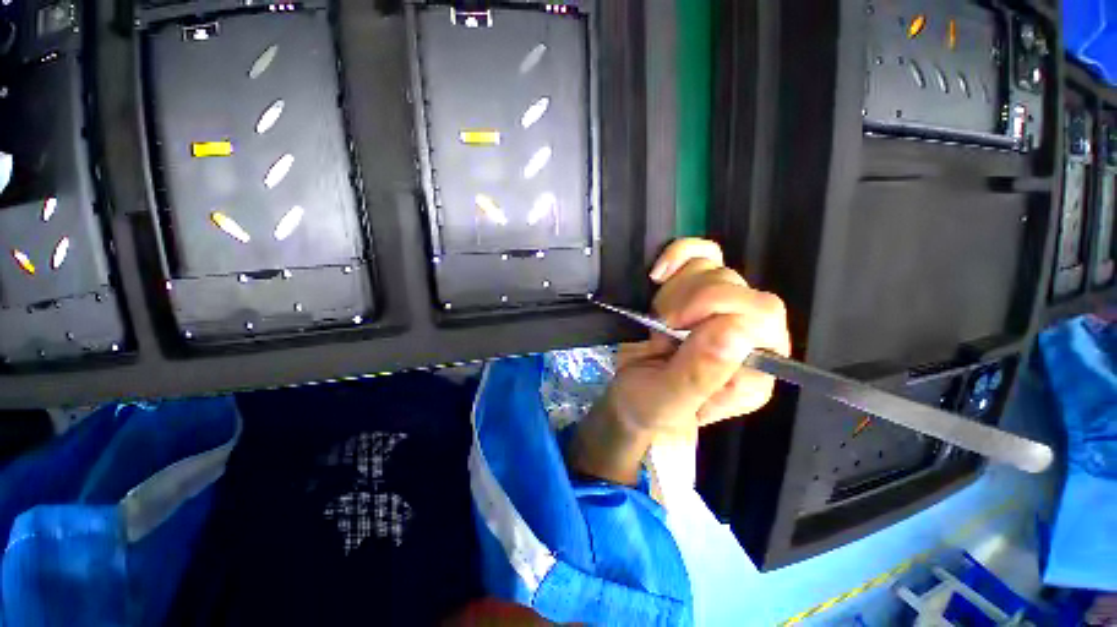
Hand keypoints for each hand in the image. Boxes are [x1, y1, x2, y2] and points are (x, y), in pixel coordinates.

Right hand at [566, 238, 790, 484]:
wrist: (632, 400)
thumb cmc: (650, 409)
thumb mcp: (668, 402)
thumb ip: (700, 374)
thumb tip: (735, 328)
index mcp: (753, 370)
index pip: (759, 314)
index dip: (711, 309)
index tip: (670, 328)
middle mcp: (749, 336)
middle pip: (736, 285)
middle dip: (686, 303)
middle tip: (662, 330)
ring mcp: (725, 310)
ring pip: (713, 267)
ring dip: (674, 292)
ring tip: (659, 322)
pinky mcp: (701, 290)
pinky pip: (701, 253)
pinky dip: (678, 255)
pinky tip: (659, 274)